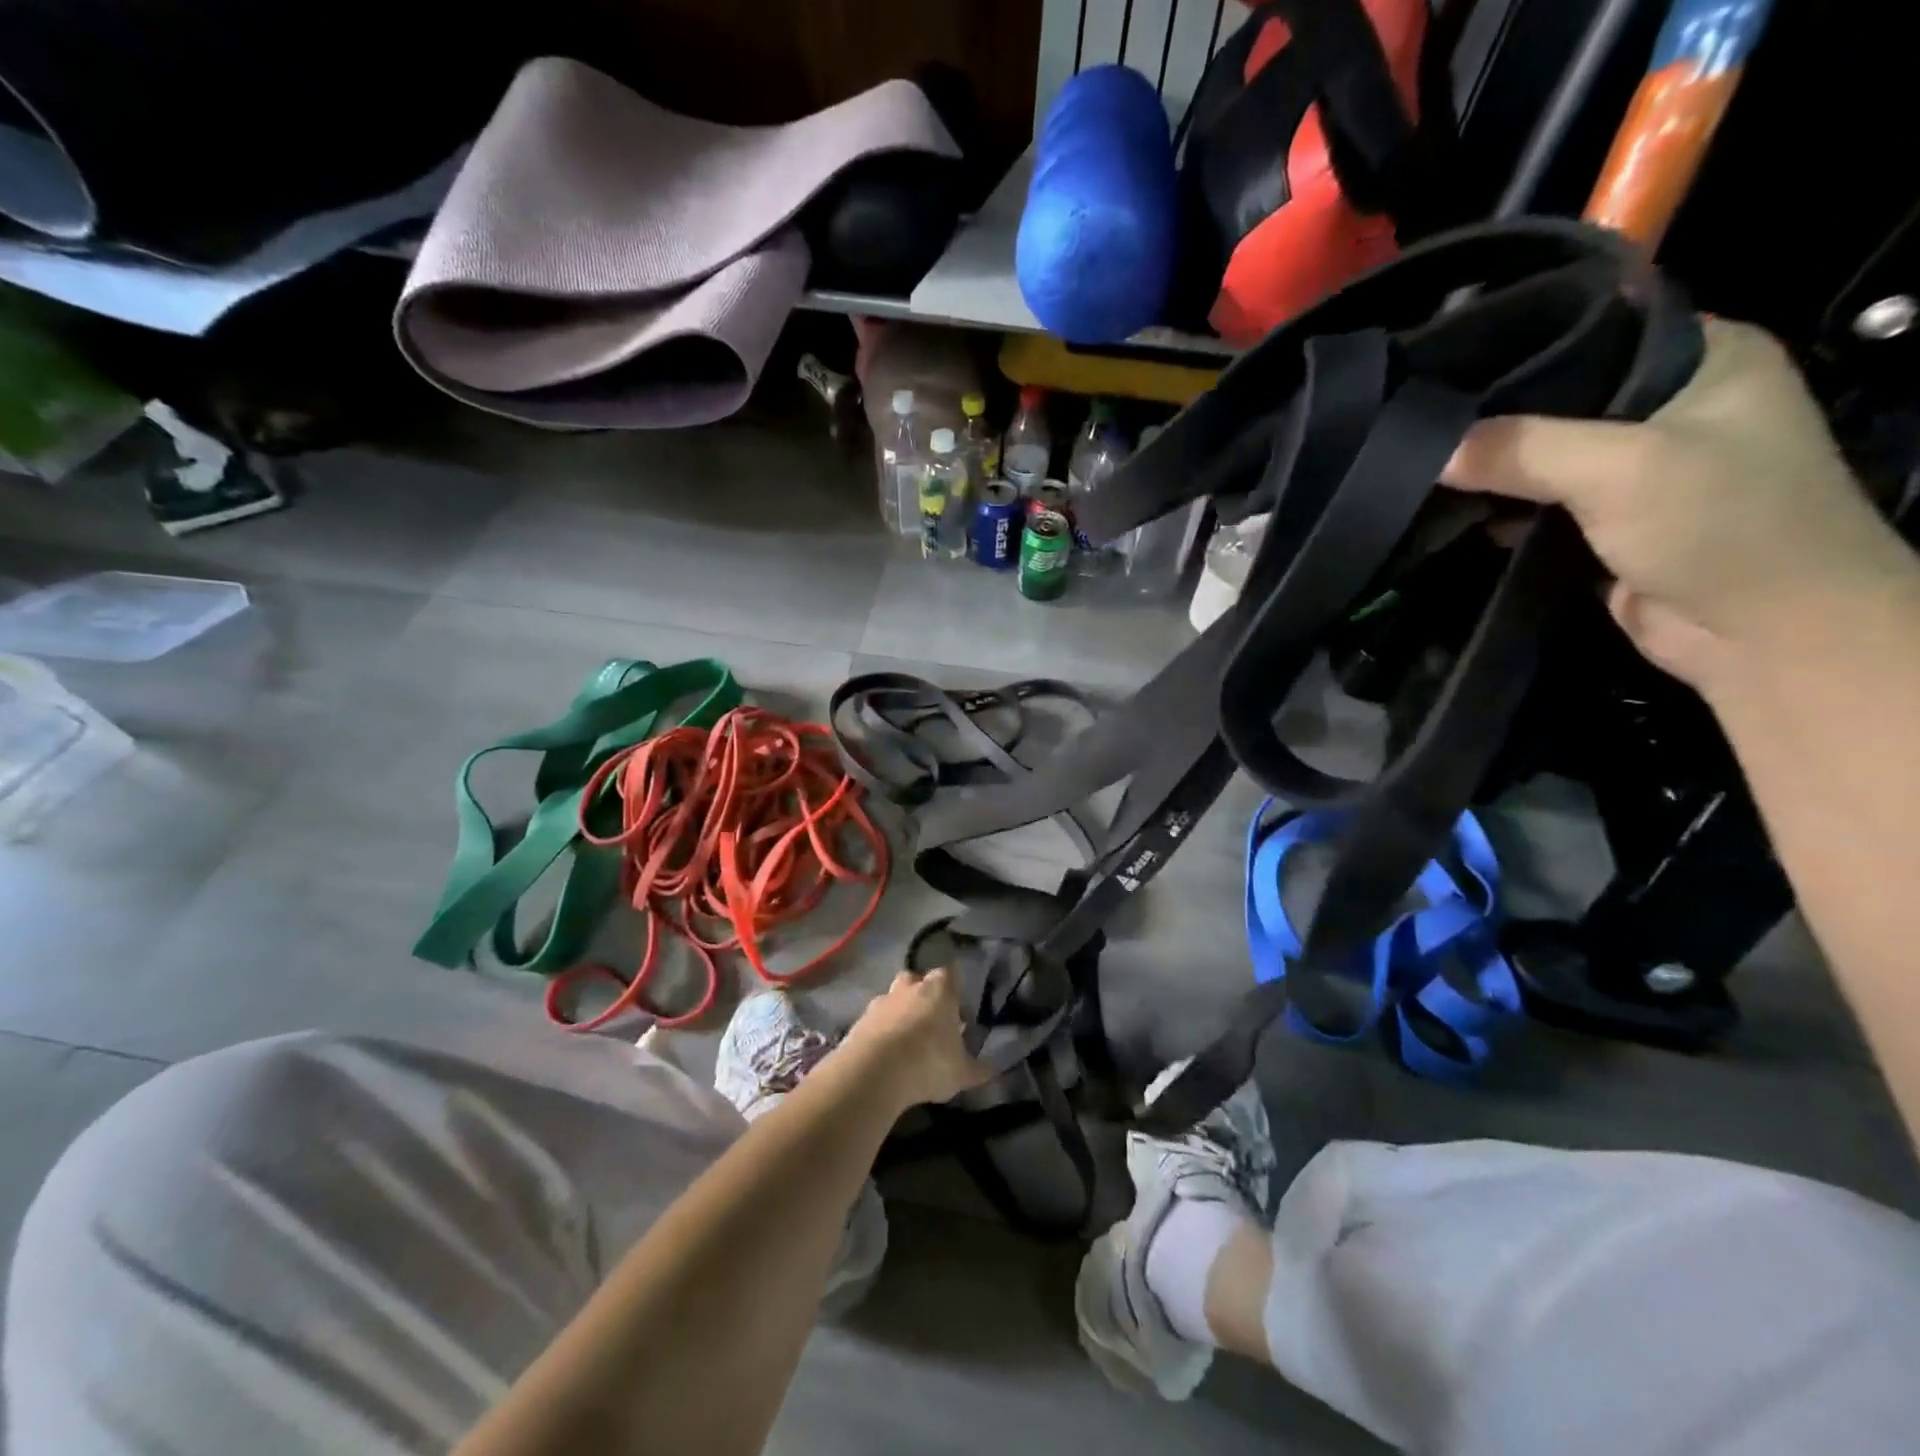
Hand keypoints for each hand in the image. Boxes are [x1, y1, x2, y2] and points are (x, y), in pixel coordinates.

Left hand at [836, 969, 991, 1111]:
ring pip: (892, 998)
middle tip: (929, 1019)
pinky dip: (879, 1032)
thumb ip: (978, 1069)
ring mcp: (881, 1002)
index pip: (949, 974)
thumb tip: (993, 1069)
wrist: (875, 1072)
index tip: (958, 1008)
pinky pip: (873, 1021)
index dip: (953, 989)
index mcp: (939, 990)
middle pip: (915, 979)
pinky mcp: (858, 1021)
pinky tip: (884, 1055)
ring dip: (898, 1013)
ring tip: (905, 1041)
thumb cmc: (929, 1062)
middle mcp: (909, 987)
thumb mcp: (961, 1073)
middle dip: (921, 994)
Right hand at [1441, 318, 1914, 693]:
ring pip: (1541, 455)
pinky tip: (1444, 509)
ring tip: (1415, 464)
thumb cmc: (1720, 525)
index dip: (1518, 346)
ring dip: (1488, 468)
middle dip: (1490, 416)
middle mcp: (1671, 402)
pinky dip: (1496, 508)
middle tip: (1414, 420)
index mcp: (1703, 356)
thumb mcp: (1620, 469)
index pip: (1594, 331)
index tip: (1441, 365)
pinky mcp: (1606, 520)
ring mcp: (1638, 466)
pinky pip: (1536, 502)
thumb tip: (1429, 449)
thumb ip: (1521, 451)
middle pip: (1558, 398)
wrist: (1765, 634)